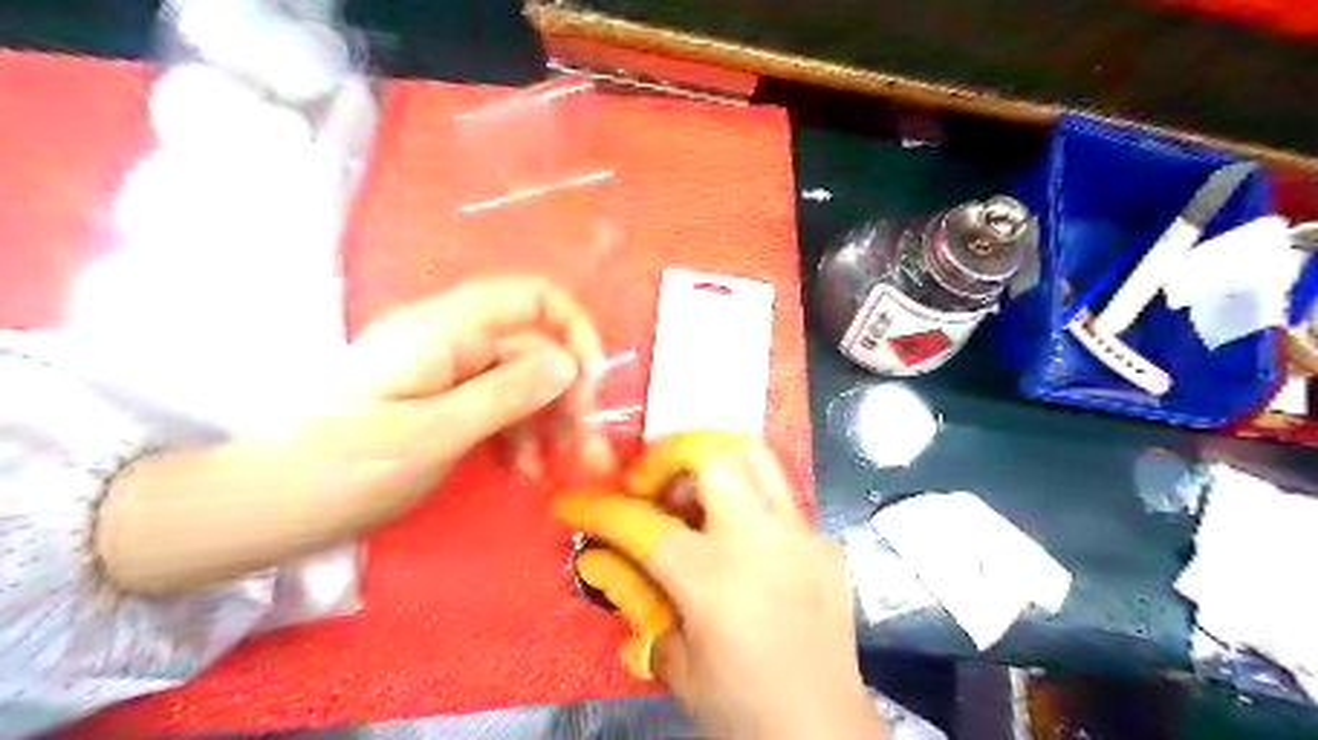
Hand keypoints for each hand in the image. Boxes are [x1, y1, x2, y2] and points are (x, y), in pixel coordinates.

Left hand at [336, 274, 612, 477]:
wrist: (259, 505)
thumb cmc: (341, 467)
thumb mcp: (434, 434)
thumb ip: (507, 392)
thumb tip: (568, 362)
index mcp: (445, 330)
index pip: (531, 297)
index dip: (573, 329)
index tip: (590, 384)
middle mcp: (450, 340)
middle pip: (534, 349)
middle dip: (568, 396)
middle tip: (585, 451)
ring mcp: (445, 373)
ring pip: (521, 383)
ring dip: (550, 422)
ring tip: (558, 471)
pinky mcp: (439, 403)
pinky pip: (497, 407)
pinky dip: (520, 435)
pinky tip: (524, 470)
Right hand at [552, 432, 876, 736]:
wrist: (824, 731)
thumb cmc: (741, 705)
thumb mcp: (675, 660)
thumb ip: (636, 599)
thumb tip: (598, 559)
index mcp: (711, 575)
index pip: (640, 523)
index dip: (597, 509)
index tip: (573, 502)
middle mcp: (758, 536)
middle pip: (710, 451)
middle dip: (668, 455)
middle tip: (651, 486)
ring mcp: (800, 531)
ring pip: (754, 453)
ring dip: (714, 462)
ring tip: (694, 498)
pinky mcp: (825, 540)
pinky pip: (782, 498)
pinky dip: (750, 503)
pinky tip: (744, 543)